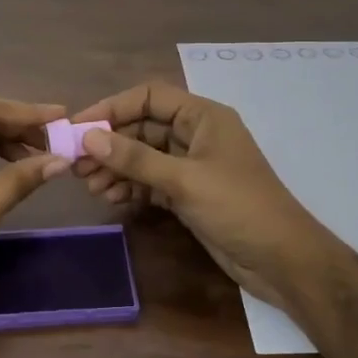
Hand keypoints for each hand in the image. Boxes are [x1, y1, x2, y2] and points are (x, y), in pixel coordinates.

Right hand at [70, 81, 342, 310]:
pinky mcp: (189, 194)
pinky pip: (151, 181)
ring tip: (89, 186)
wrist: (281, 260)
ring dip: (116, 168)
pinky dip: (130, 187)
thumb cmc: (238, 208)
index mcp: (204, 117)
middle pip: (143, 127)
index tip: (79, 127)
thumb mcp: (184, 180)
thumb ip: (136, 158)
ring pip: (144, 157)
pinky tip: (110, 198)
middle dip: (110, 144)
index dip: (113, 107)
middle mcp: (196, 135)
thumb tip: (89, 138)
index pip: (150, 97)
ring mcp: (192, 166)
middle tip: (76, 164)